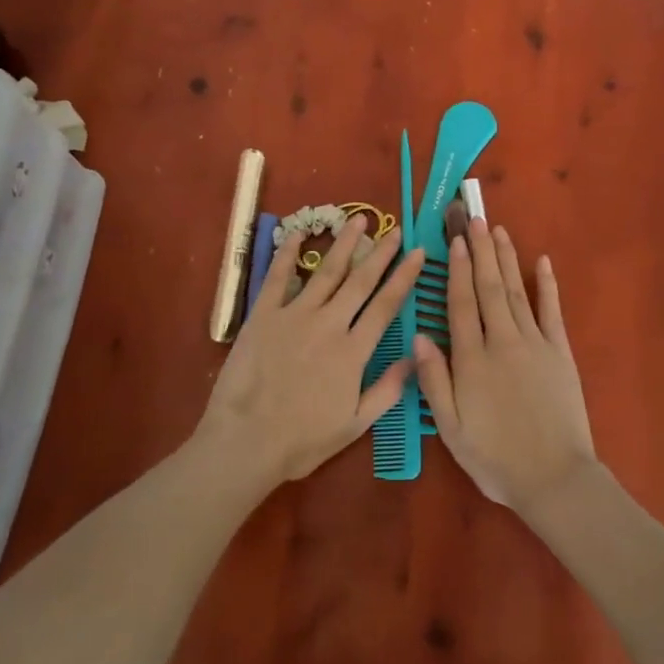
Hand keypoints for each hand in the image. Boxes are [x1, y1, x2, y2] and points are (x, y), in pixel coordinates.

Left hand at [195, 215, 424, 490]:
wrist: (245, 443)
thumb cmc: (301, 441)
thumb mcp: (354, 425)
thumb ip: (387, 390)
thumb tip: (417, 356)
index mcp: (353, 351)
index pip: (386, 306)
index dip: (404, 277)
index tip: (418, 253)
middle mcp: (329, 324)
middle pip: (361, 281)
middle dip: (381, 253)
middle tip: (396, 229)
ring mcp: (295, 315)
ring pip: (326, 271)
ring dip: (345, 244)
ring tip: (359, 220)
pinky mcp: (263, 315)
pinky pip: (278, 277)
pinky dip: (288, 252)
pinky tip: (299, 232)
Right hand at [414, 219, 597, 512]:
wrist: (554, 478)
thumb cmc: (496, 458)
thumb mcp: (452, 429)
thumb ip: (434, 381)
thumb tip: (419, 337)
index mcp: (472, 360)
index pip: (461, 304)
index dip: (456, 271)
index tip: (454, 241)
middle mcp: (502, 341)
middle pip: (489, 288)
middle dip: (481, 251)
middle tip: (476, 219)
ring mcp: (535, 343)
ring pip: (516, 291)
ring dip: (507, 258)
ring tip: (499, 230)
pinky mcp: (560, 352)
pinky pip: (552, 311)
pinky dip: (547, 284)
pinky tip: (543, 262)